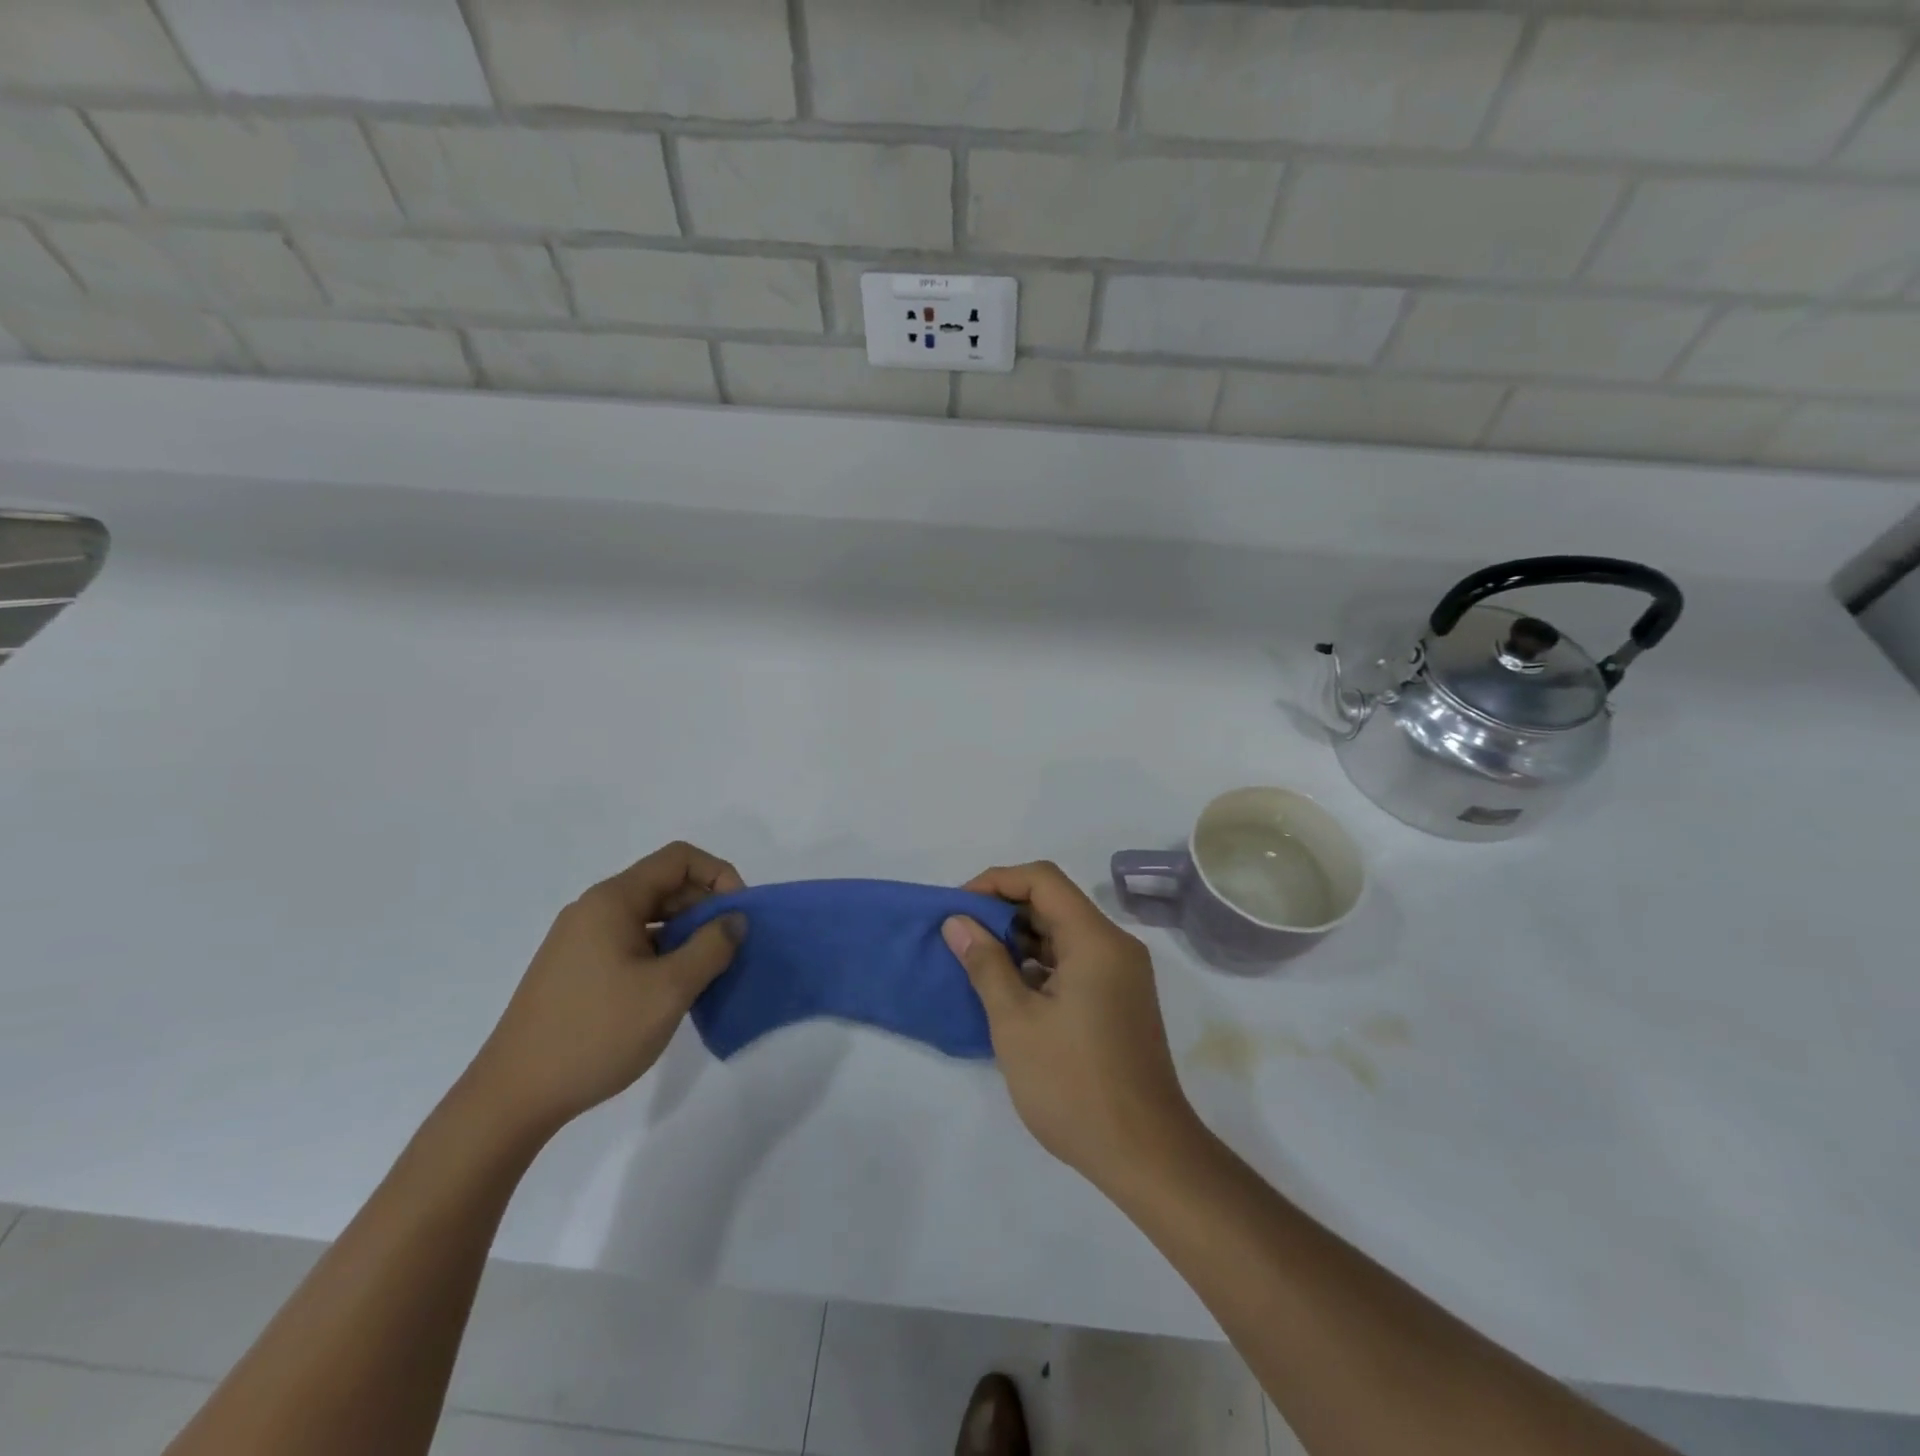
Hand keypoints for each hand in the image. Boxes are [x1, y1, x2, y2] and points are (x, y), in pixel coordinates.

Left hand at [468, 842, 745, 1137]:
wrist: (512, 1098)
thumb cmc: (596, 1033)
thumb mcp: (669, 989)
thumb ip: (711, 947)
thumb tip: (734, 920)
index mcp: (612, 901)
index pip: (679, 859)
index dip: (719, 876)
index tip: (738, 916)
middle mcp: (593, 909)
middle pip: (664, 885)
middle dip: (705, 907)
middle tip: (730, 948)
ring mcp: (580, 941)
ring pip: (649, 916)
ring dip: (686, 933)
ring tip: (707, 972)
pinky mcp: (575, 970)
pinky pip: (631, 942)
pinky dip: (662, 953)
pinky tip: (672, 990)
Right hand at [945, 862, 1196, 1190]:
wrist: (1145, 1154)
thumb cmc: (1074, 1085)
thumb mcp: (1016, 1022)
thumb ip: (985, 964)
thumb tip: (958, 922)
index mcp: (1095, 940)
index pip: (1042, 880)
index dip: (996, 882)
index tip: (959, 907)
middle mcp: (1115, 946)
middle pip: (1055, 904)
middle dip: (1004, 912)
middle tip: (961, 936)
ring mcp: (1121, 975)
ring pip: (1064, 934)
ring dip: (1020, 941)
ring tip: (976, 963)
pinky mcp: (1120, 1000)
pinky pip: (1075, 963)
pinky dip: (1040, 966)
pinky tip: (1009, 991)